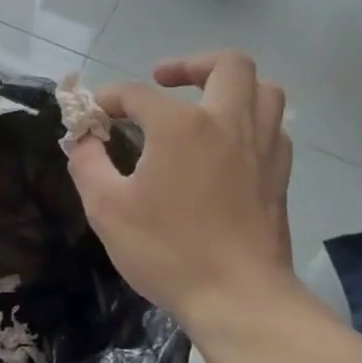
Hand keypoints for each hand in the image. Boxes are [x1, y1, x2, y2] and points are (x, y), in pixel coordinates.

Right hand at [67, 51, 298, 324]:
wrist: (238, 298)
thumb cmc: (167, 250)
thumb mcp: (106, 208)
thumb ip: (87, 162)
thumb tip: (83, 138)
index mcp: (181, 126)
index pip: (137, 94)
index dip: (108, 99)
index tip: (91, 116)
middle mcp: (228, 123)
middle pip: (227, 64)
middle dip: (190, 64)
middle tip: (163, 81)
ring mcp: (262, 148)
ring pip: (263, 89)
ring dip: (231, 86)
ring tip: (202, 104)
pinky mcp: (279, 175)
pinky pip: (273, 127)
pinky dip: (250, 120)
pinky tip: (226, 144)